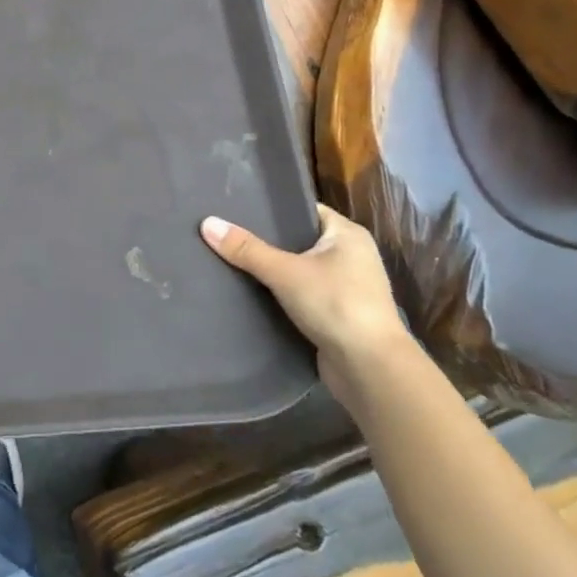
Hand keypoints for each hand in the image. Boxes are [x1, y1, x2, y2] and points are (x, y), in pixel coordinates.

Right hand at [200, 204, 415, 403]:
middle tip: (226, 234)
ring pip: (298, 270)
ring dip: (271, 270)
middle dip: (266, 241)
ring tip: (230, 260)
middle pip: (298, 240)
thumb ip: (246, 249)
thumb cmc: (335, 305)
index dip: (272, 208)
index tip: (237, 208)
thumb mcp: (285, 272)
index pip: (304, 210)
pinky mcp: (336, 315)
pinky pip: (300, 295)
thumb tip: (207, 223)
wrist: (370, 369)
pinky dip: (279, 294)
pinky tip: (249, 293)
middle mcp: (350, 256)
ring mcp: (345, 287)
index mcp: (348, 234)